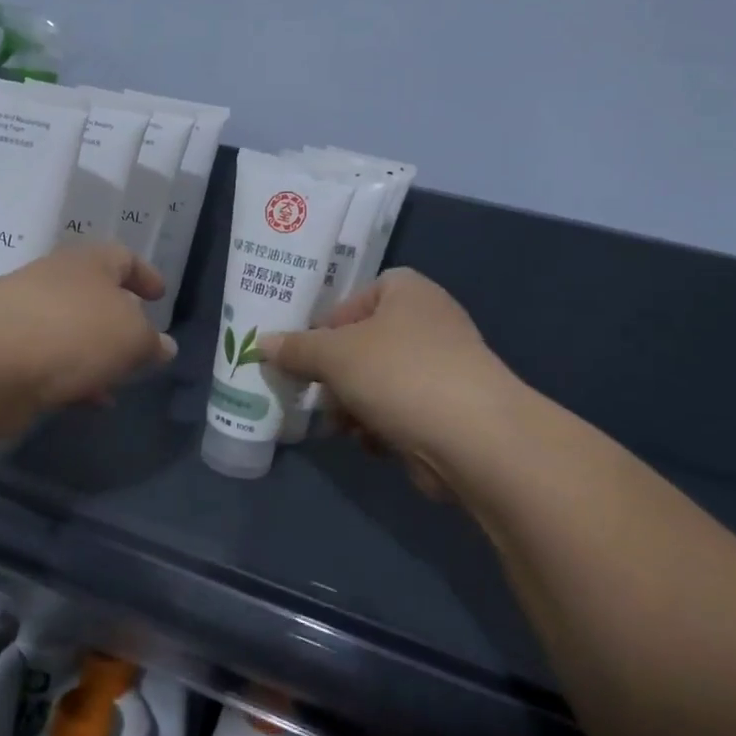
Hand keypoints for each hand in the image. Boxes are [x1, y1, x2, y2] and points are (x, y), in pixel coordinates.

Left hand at [0, 243, 176, 432]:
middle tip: (142, 343)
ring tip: (121, 381)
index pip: (123, 257)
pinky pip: (51, 364)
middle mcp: (56, 283)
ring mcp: (26, 318)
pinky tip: (90, 404)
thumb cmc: (71, 331)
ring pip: (73, 334)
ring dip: (97, 356)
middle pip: (95, 296)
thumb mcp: (131, 336)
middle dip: (119, 321)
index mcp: (88, 263)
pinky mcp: (7, 355)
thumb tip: (165, 346)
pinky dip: (74, 380)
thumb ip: (151, 342)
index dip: (145, 274)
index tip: (160, 295)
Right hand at [262, 269, 511, 495]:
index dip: (334, 318)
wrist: (474, 438)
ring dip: (353, 404)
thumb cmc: (398, 374)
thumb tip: (261, 343)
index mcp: (409, 292)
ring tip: (339, 425)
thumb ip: (296, 349)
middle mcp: (431, 323)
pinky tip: (370, 442)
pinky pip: (401, 410)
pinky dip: (381, 424)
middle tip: (313, 392)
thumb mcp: (334, 355)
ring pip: (379, 381)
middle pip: (367, 342)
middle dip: (336, 373)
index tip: (311, 348)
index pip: (364, 293)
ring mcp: (444, 368)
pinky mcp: (450, 410)